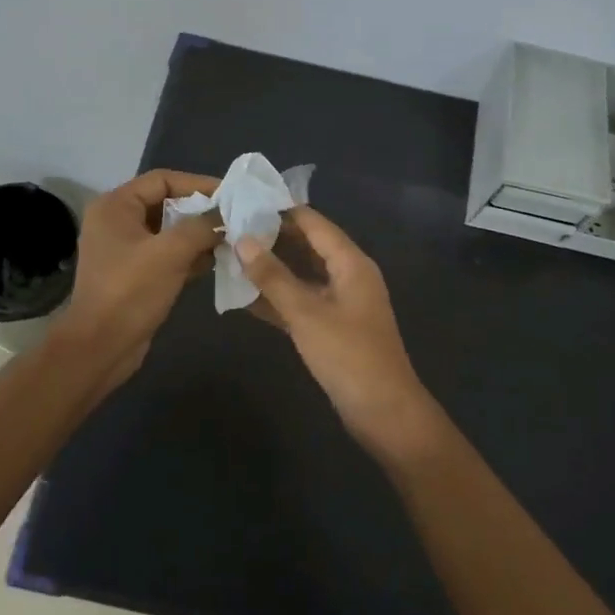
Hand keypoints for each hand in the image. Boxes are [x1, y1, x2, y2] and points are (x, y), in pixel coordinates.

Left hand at [54, 169, 219, 387]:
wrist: (101, 347)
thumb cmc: (130, 291)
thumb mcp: (170, 253)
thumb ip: (201, 227)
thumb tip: (226, 216)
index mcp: (116, 206)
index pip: (162, 179)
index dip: (197, 184)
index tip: (230, 195)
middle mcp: (117, 221)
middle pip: (166, 204)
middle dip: (200, 211)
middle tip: (235, 218)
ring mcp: (125, 249)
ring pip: (169, 231)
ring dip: (199, 235)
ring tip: (232, 239)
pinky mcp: (135, 274)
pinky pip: (167, 254)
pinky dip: (190, 255)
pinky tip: (217, 261)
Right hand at [235, 208, 442, 460]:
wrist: (384, 413)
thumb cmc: (348, 356)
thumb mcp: (306, 313)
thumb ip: (273, 276)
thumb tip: (242, 239)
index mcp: (351, 263)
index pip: (313, 223)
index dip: (280, 210)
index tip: (244, 201)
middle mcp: (348, 275)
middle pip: (307, 246)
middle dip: (272, 238)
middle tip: (230, 229)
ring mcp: (341, 302)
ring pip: (302, 275)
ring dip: (271, 268)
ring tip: (231, 257)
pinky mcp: (333, 327)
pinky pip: (302, 302)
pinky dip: (278, 298)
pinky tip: (245, 298)